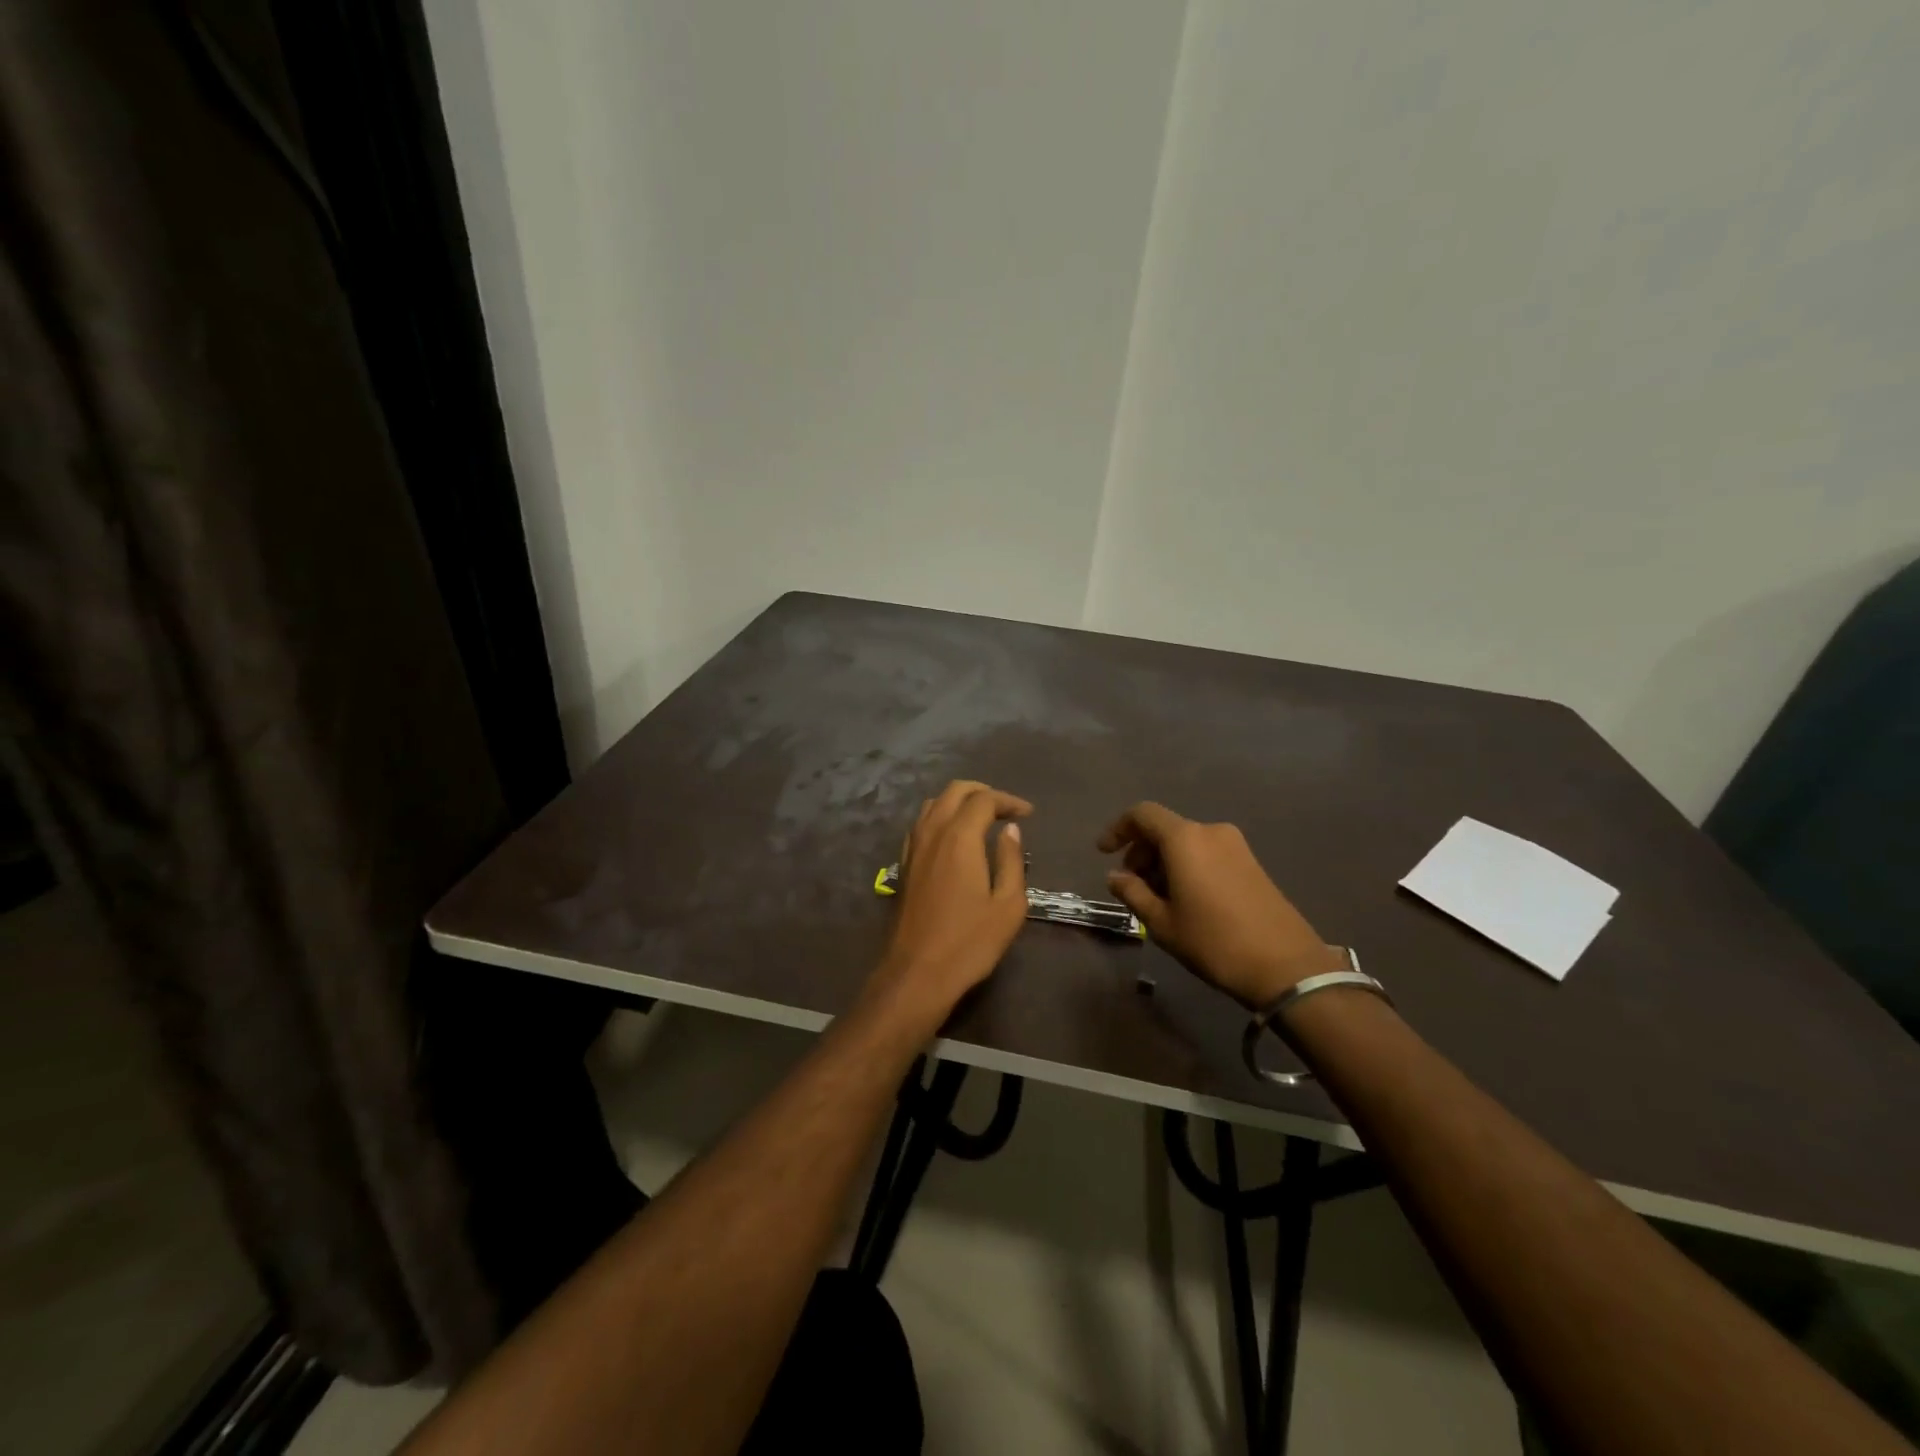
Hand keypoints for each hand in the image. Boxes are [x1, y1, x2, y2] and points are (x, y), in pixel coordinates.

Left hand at [872, 780, 1031, 1025]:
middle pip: (955, 791)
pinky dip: (940, 817)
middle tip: (1006, 809)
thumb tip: (1011, 830)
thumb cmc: (969, 942)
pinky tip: (953, 838)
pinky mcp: (904, 864)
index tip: (1027, 814)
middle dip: (983, 792)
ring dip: (959, 802)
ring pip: (933, 804)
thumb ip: (1011, 861)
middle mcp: (933, 833)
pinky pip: (921, 824)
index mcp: (960, 837)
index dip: (1008, 801)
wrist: (917, 972)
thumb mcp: (1008, 905)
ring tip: (982, 819)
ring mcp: (913, 847)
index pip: (984, 800)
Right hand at [1099, 802, 1339, 1008]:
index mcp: (1185, 839)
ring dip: (1164, 863)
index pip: (1143, 815)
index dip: (1118, 829)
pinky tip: (1186, 901)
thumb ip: (1133, 893)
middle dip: (1141, 852)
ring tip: (1157, 900)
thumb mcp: (1162, 923)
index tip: (1104, 853)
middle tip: (1131, 886)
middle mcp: (1211, 832)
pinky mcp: (1252, 863)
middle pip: (1165, 829)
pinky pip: (1207, 853)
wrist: (1286, 966)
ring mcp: (1236, 846)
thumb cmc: (1214, 942)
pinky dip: (1187, 867)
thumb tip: (1115, 877)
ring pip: (1186, 843)